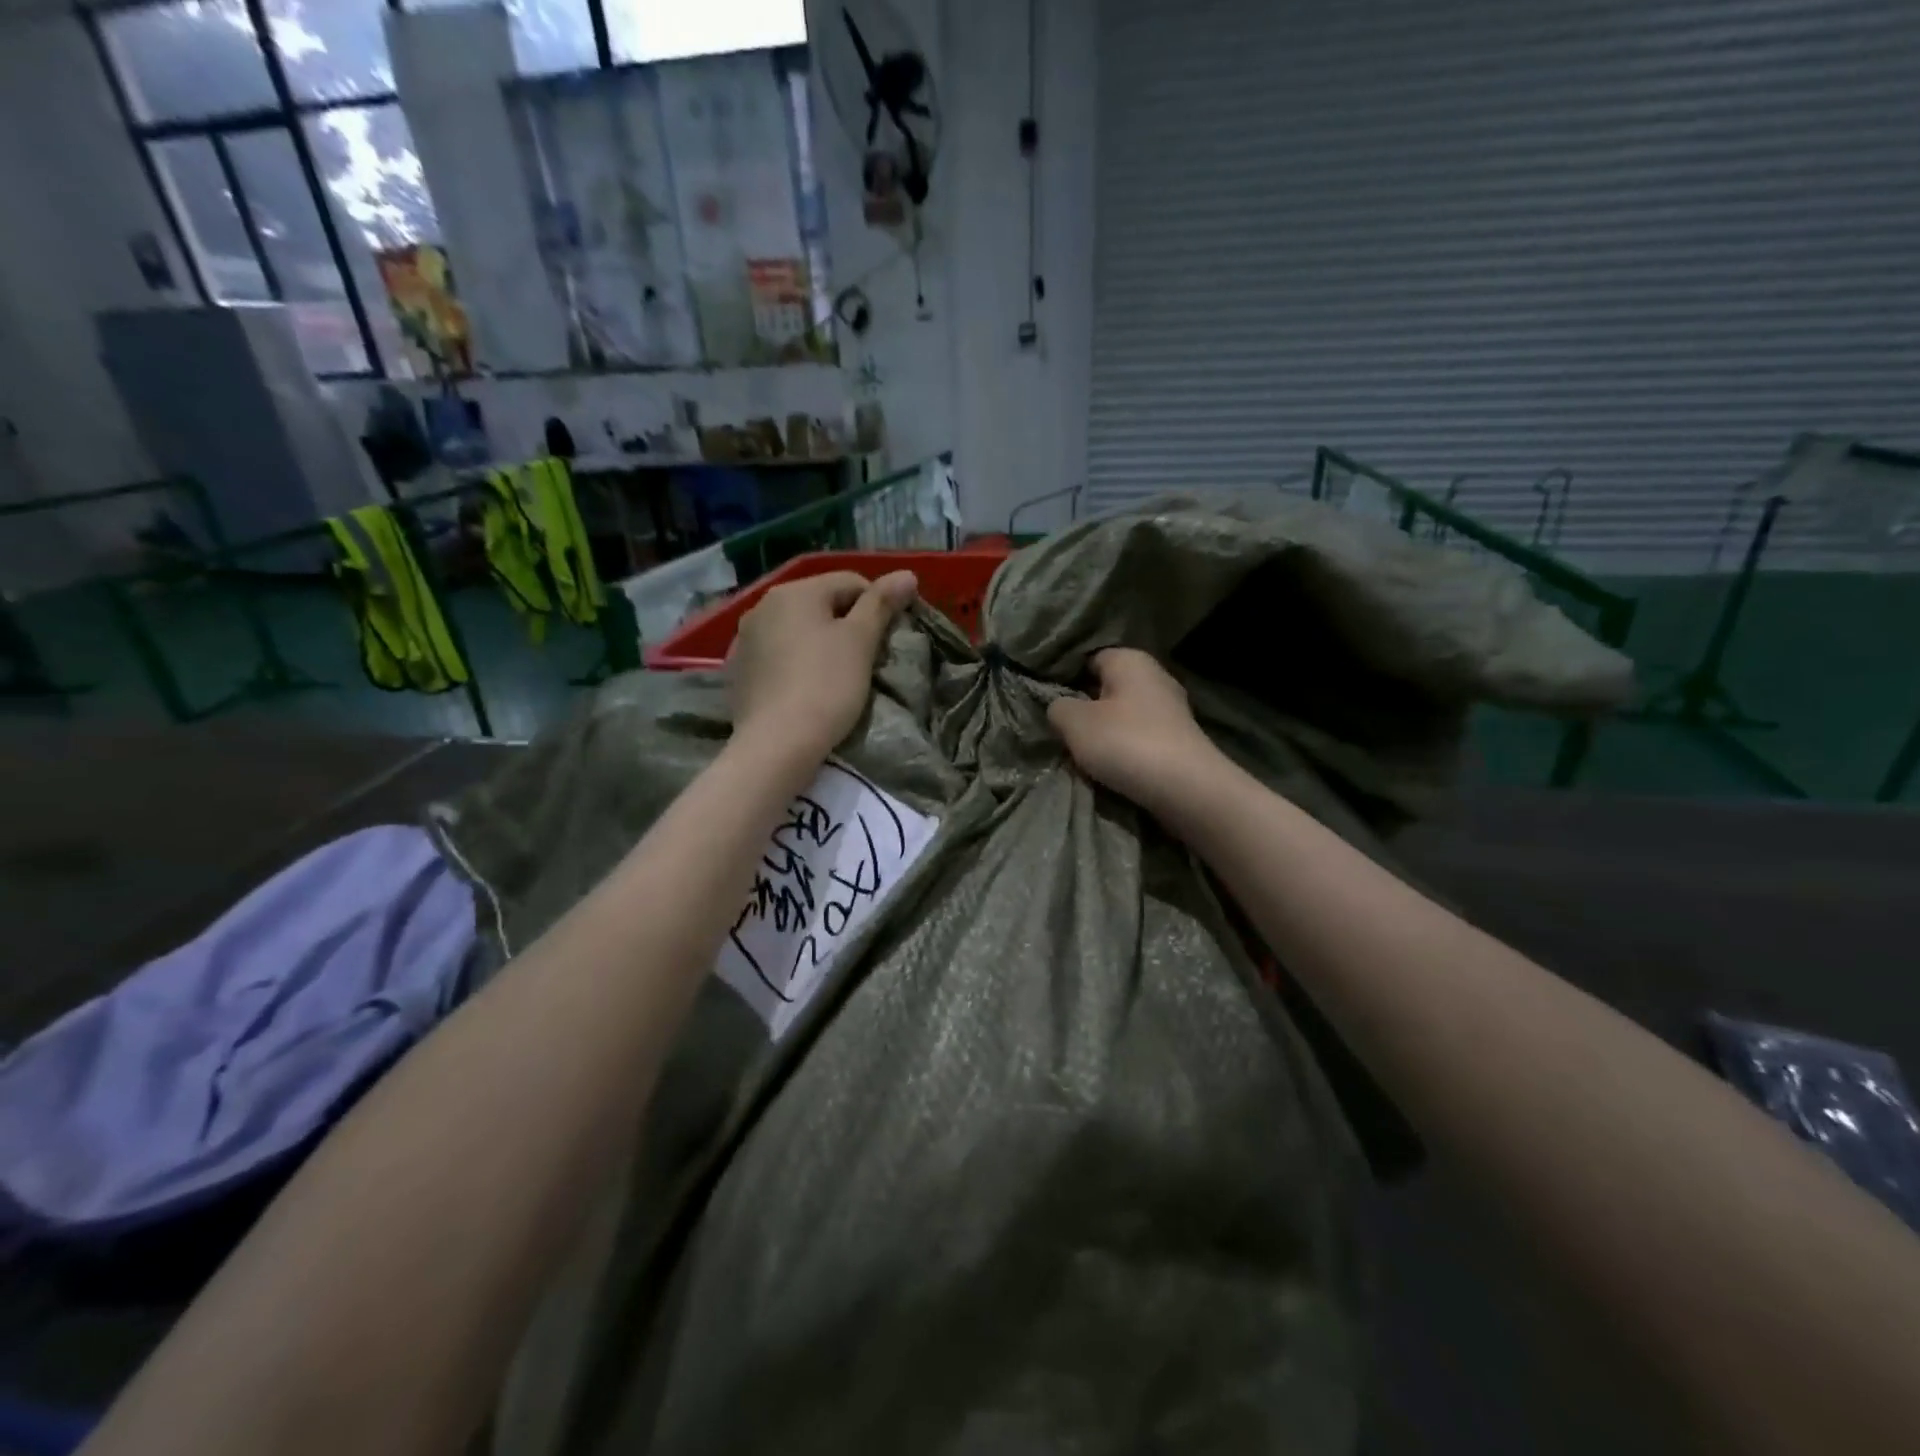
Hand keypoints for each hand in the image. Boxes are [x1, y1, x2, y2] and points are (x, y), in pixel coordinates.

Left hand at [728, 569, 917, 761]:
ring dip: (820, 643)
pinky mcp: (739, 671)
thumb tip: (907, 574)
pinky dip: (796, 663)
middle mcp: (762, 606)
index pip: (850, 582)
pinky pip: (777, 655)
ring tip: (837, 675)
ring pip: (797, 630)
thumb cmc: (827, 686)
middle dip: (847, 624)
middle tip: (866, 659)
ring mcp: (745, 639)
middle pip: (820, 604)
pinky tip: (806, 688)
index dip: (877, 605)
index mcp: (794, 591)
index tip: (887, 639)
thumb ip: (882, 604)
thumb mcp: (861, 641)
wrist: (777, 744)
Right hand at [1047, 648, 1225, 815]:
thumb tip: (1060, 706)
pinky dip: (1123, 750)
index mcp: (1130, 660)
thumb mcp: (1074, 723)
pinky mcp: (1177, 740)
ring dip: (1102, 734)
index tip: (1046, 701)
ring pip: (1122, 715)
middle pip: (1106, 688)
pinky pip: (1138, 738)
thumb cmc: (1126, 743)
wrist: (1187, 789)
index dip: (1064, 678)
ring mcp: (1170, 710)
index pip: (1088, 658)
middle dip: (1083, 708)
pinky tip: (1110, 767)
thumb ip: (1058, 708)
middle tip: (1059, 731)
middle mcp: (1154, 676)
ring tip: (1080, 754)